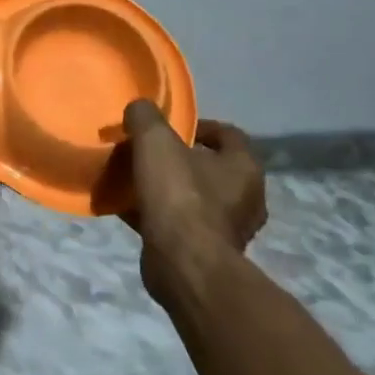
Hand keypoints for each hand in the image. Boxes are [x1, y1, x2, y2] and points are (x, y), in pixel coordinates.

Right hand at [120, 99, 266, 304]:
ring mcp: (229, 228)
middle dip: (180, 159)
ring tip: (135, 180)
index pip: (228, 134)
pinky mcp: (207, 252)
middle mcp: (246, 198)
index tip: (167, 128)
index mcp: (244, 167)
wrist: (183, 265)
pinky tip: (129, 208)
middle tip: (148, 153)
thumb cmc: (179, 196)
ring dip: (168, 188)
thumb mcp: (156, 141)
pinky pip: (181, 223)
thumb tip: (140, 109)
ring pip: (195, 197)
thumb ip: (146, 117)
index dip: (198, 125)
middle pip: (211, 167)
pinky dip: (159, 214)